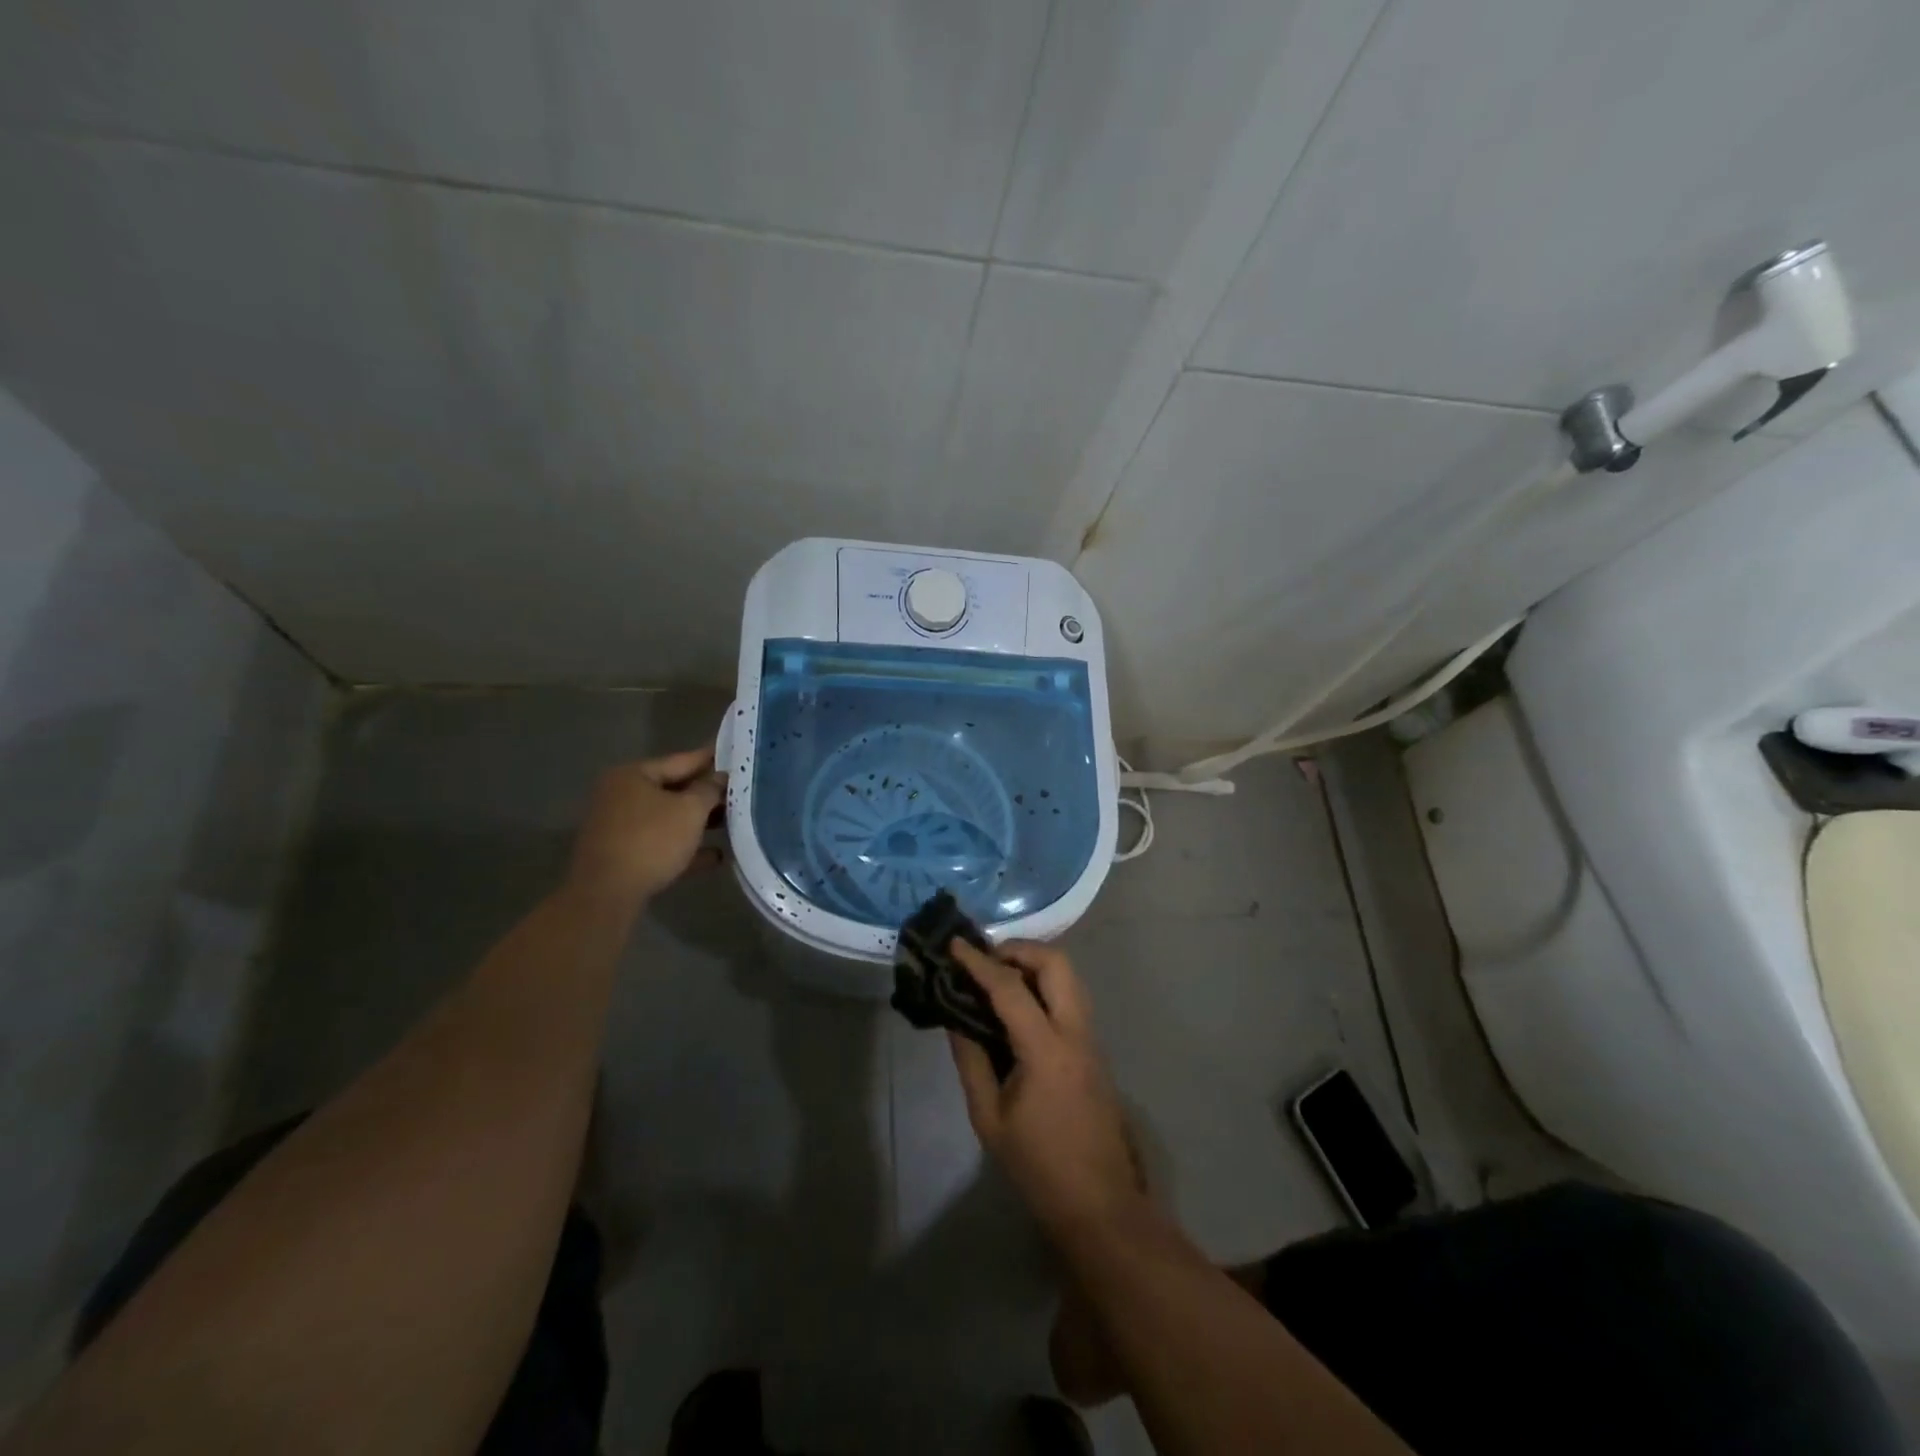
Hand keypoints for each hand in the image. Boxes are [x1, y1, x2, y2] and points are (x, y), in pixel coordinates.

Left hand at [566, 747, 724, 909]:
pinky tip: (717, 856)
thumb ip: (709, 790)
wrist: (607, 894)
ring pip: (668, 819)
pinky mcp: (624, 856)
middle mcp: (622, 796)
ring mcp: (620, 828)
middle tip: (739, 791)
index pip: (681, 760)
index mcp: (633, 776)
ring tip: (733, 822)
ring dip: (699, 823)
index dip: (710, 758)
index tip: (734, 752)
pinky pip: (662, 845)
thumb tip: (720, 777)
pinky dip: (686, 848)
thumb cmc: (651, 840)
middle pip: (674, 790)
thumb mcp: (690, 810)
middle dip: (707, 794)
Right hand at [948, 940, 1142, 1238]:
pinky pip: (1071, 997)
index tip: (955, 944)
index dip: (979, 962)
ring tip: (998, 977)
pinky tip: (1019, 1004)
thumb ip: (971, 1059)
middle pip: (1057, 963)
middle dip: (1019, 950)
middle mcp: (1075, 1032)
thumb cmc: (1038, 1165)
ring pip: (1070, 976)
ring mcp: (1091, 1038)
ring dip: (1035, 964)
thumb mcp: (989, 1116)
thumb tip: (955, 1016)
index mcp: (1046, 1049)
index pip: (1010, 988)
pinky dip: (1045, 984)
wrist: (1099, 1202)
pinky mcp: (1094, 1049)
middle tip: (986, 959)